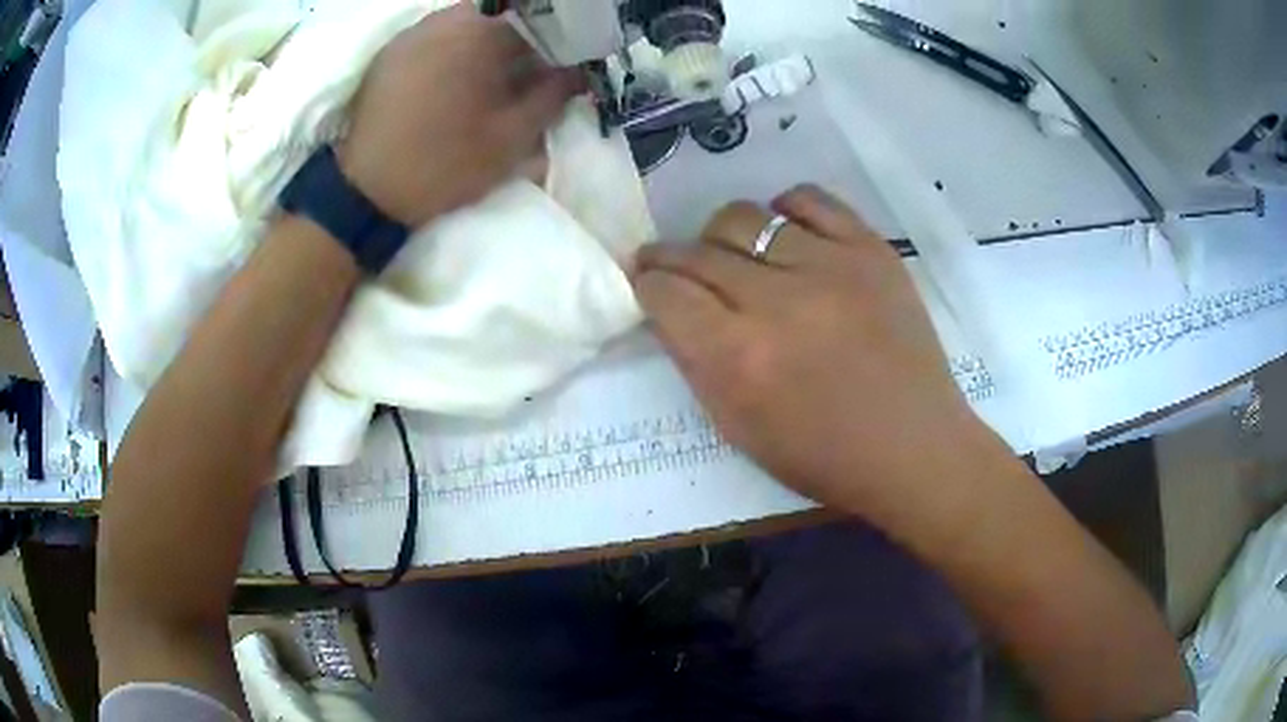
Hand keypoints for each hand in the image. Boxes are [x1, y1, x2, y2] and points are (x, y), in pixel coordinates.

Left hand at [338, 6, 584, 226]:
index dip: (555, 45)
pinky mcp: (389, 53)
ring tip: (488, 78)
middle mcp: (445, 20)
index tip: (559, 70)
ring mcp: (411, 34)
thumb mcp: (512, 137)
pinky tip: (451, 80)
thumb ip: (553, 96)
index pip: (537, 22)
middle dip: (518, 41)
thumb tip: (578, 72)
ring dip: (484, 43)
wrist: (366, 192)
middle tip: (524, 75)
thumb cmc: (444, 164)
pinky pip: (433, 36)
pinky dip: (451, 49)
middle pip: (499, 17)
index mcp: (481, 34)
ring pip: (465, 22)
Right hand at [633, 186, 1013, 539]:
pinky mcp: (870, 249)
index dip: (647, 285)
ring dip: (723, 235)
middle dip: (671, 257)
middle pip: (699, 251)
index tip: (648, 285)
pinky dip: (786, 209)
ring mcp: (829, 266)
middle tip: (672, 265)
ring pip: (746, 217)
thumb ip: (695, 363)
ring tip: (732, 253)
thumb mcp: (738, 429)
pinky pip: (810, 199)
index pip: (666, 293)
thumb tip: (670, 309)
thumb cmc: (824, 456)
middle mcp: (778, 301)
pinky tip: (785, 232)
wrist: (914, 446)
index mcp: (739, 358)